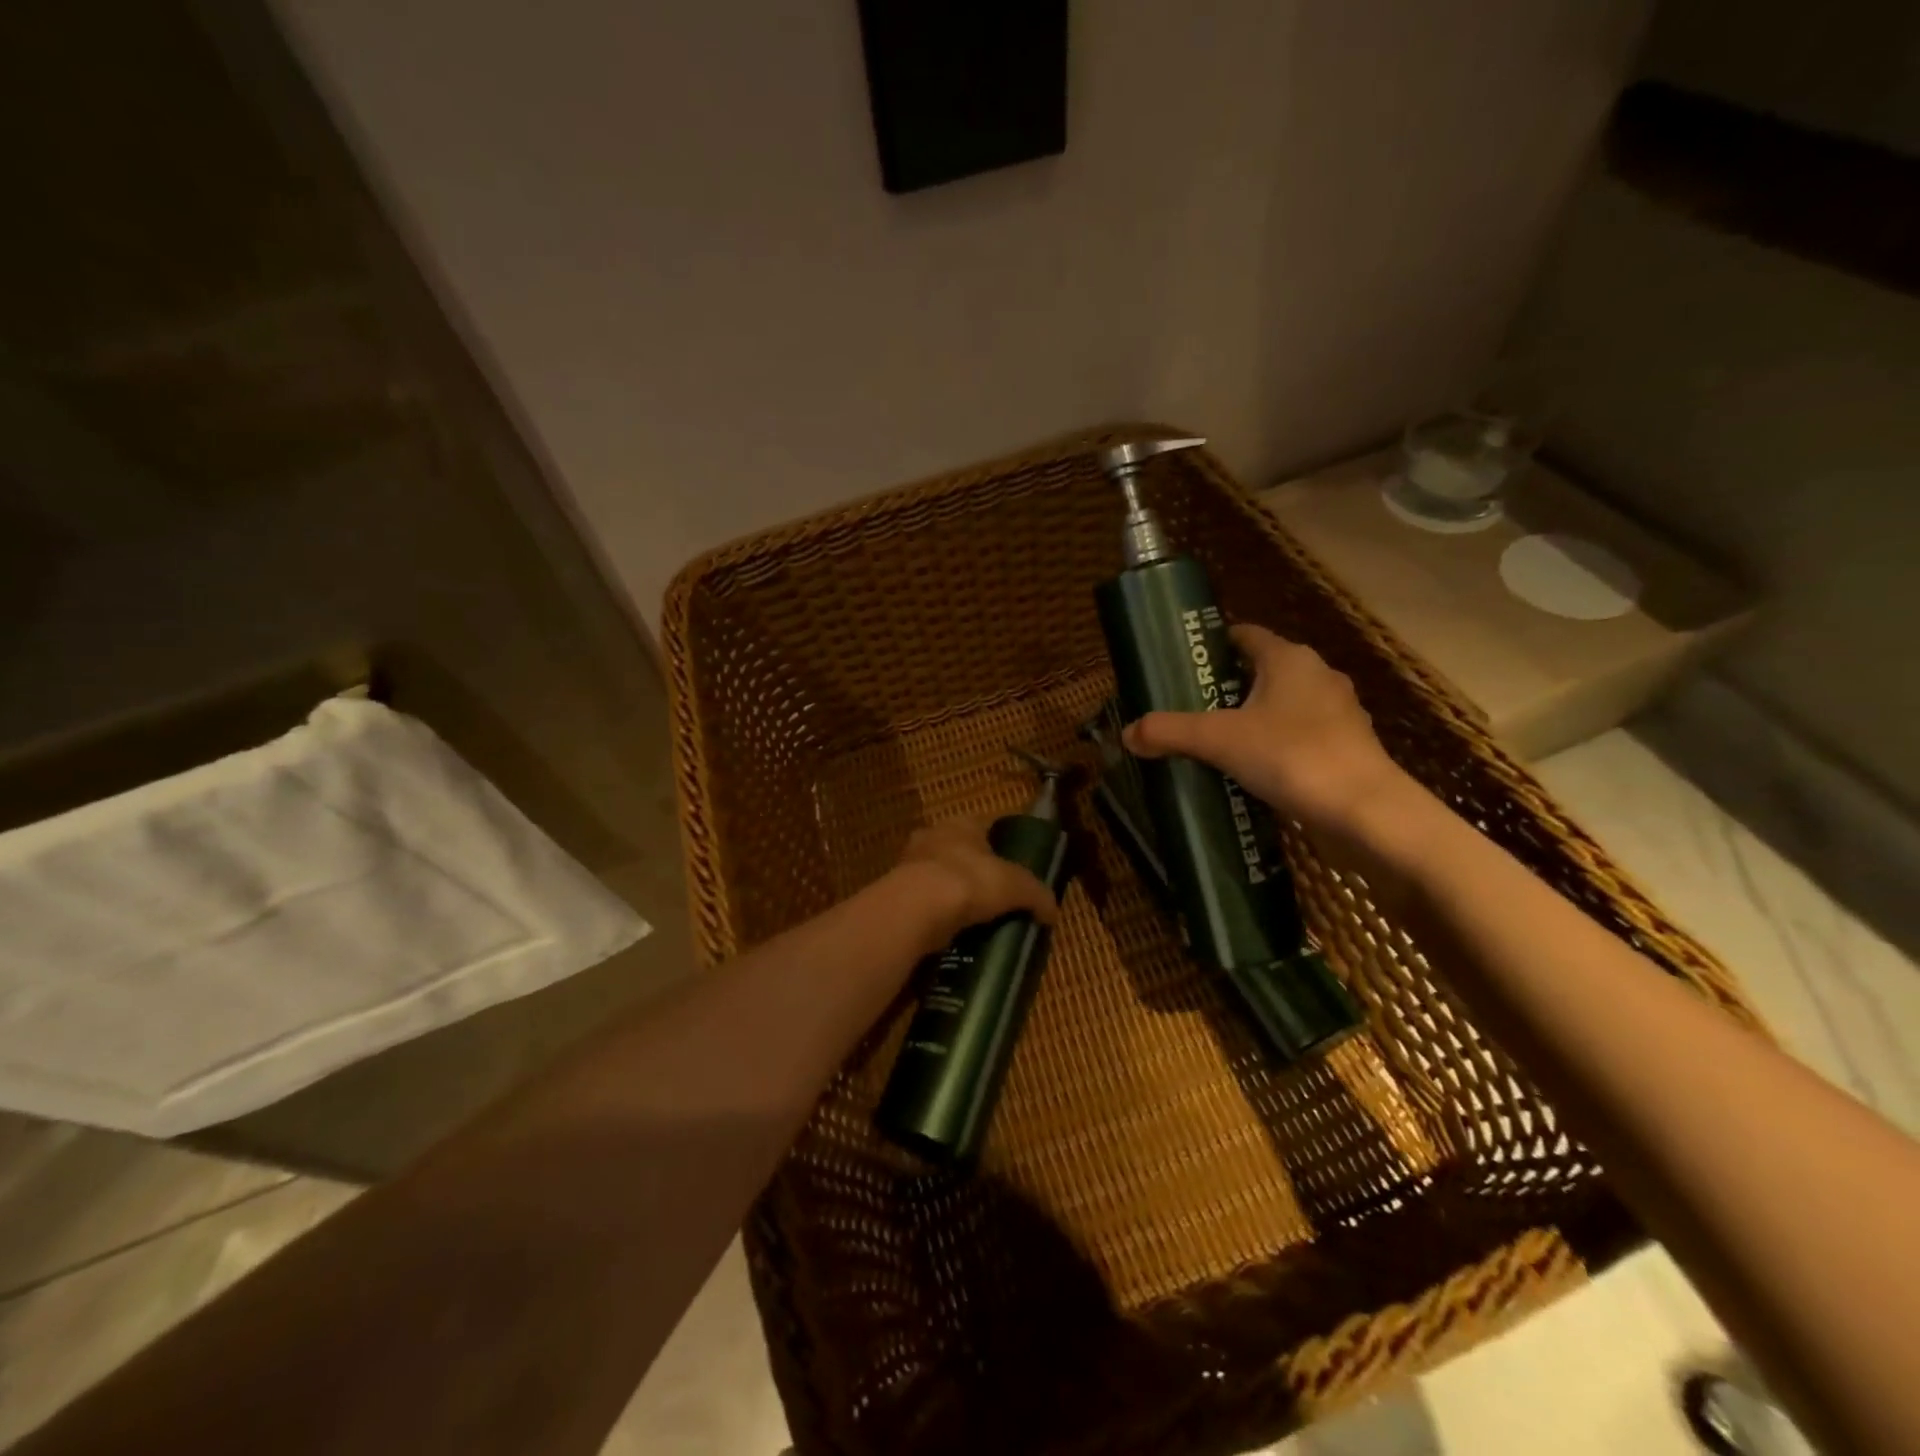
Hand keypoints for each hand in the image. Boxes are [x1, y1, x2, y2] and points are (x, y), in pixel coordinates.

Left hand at [885, 818, 1058, 955]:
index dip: (1002, 845)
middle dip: (975, 873)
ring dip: (953, 897)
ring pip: (939, 879)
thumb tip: (1053, 911)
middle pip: (960, 853)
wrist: (917, 909)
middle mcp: (933, 837)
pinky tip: (952, 935)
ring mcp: (910, 866)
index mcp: (961, 824)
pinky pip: (924, 905)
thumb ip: (1037, 895)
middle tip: (996, 900)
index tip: (1015, 868)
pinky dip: (937, 918)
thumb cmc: (970, 882)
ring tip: (975, 922)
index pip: (986, 827)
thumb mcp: (1017, 886)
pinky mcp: (897, 896)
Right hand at [1121, 624, 1410, 844]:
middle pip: (1261, 670)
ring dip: (1252, 717)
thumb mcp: (1218, 741)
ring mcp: (1337, 712)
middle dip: (1225, 686)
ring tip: (1215, 741)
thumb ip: (1169, 733)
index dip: (1212, 645)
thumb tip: (1127, 734)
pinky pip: (1300, 734)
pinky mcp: (1347, 746)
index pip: (1244, 635)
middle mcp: (1317, 676)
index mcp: (1288, 659)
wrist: (1365, 810)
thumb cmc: (1291, 756)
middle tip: (1188, 707)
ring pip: (1283, 704)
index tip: (1182, 664)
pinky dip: (1274, 744)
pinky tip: (1252, 769)